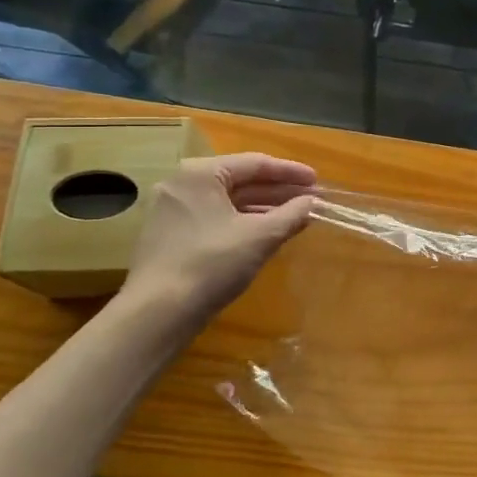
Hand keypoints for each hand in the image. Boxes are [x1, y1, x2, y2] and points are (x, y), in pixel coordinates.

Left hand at [120, 153, 317, 335]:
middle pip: (240, 180)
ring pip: (227, 201)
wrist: (158, 312)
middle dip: (278, 191)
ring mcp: (172, 211)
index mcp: (200, 174)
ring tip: (294, 217)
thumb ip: (291, 214)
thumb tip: (313, 202)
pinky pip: (214, 218)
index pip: (255, 163)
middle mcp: (182, 184)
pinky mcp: (170, 236)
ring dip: (262, 208)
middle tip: (310, 199)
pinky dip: (242, 222)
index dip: (290, 172)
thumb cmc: (212, 263)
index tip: (317, 181)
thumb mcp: (260, 237)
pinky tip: (264, 234)